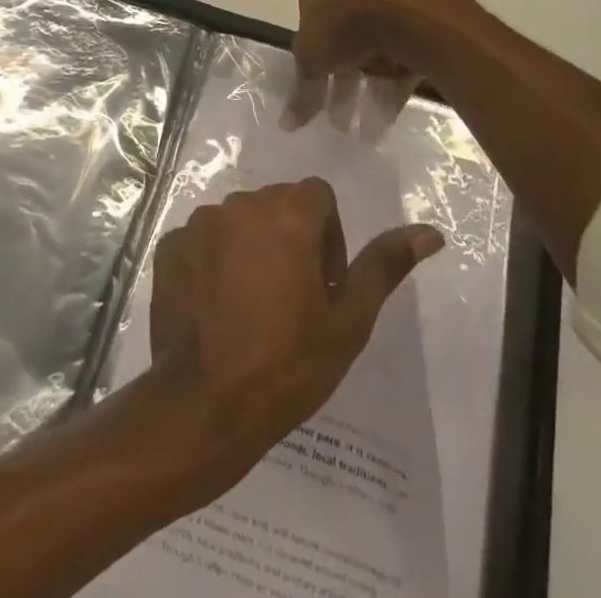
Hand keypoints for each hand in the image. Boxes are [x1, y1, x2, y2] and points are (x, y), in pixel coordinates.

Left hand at [146, 180, 442, 494]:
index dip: (328, 236)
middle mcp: (241, 204)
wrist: (206, 405)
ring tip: (251, 303)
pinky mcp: (170, 244)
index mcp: (287, 214)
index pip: (317, 196)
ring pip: (238, 220)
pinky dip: (213, 260)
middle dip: (289, 237)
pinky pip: (202, 239)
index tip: (323, 284)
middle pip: (276, 203)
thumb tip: (429, 232)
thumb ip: (384, 266)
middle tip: (290, 297)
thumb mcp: (349, 321)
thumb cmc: (288, 365)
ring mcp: (200, 223)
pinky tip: (216, 306)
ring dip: (250, 246)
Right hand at [285, 0, 480, 134]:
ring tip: (367, 130)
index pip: (305, 15)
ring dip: (368, 88)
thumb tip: (286, 124)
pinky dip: (394, 82)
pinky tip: (389, 116)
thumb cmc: (342, 23)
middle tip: (339, 120)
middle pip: (341, 36)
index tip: (314, 86)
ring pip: (373, 46)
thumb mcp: (311, 60)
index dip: (309, 56)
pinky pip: (400, 50)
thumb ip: (301, 91)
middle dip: (340, 82)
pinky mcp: (418, 12)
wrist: (407, 9)